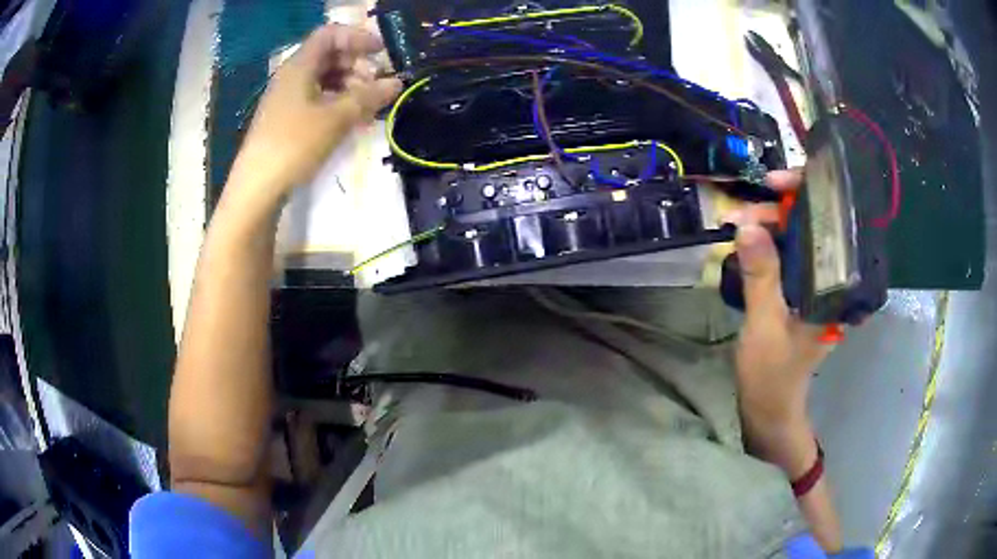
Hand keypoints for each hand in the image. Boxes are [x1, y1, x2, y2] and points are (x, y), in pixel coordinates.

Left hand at [226, 24, 401, 208]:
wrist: (256, 188)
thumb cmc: (294, 145)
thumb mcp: (336, 118)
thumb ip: (368, 96)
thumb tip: (396, 82)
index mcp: (299, 67)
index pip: (330, 34)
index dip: (357, 37)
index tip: (381, 53)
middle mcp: (292, 77)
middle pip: (329, 56)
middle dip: (357, 65)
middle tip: (378, 85)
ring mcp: (287, 99)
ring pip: (324, 79)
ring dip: (350, 86)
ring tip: (368, 106)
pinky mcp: (287, 120)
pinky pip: (317, 99)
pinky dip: (337, 102)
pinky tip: (351, 120)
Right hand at [732, 170, 832, 476]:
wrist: (770, 408)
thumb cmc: (773, 373)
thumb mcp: (764, 324)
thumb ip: (761, 275)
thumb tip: (747, 224)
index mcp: (836, 286)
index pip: (833, 222)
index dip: (807, 194)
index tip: (774, 184)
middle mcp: (832, 278)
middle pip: (814, 224)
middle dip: (778, 210)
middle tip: (742, 214)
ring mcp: (817, 284)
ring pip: (799, 237)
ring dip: (769, 225)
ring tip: (738, 226)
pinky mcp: (801, 291)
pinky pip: (788, 254)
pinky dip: (768, 242)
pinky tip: (748, 242)